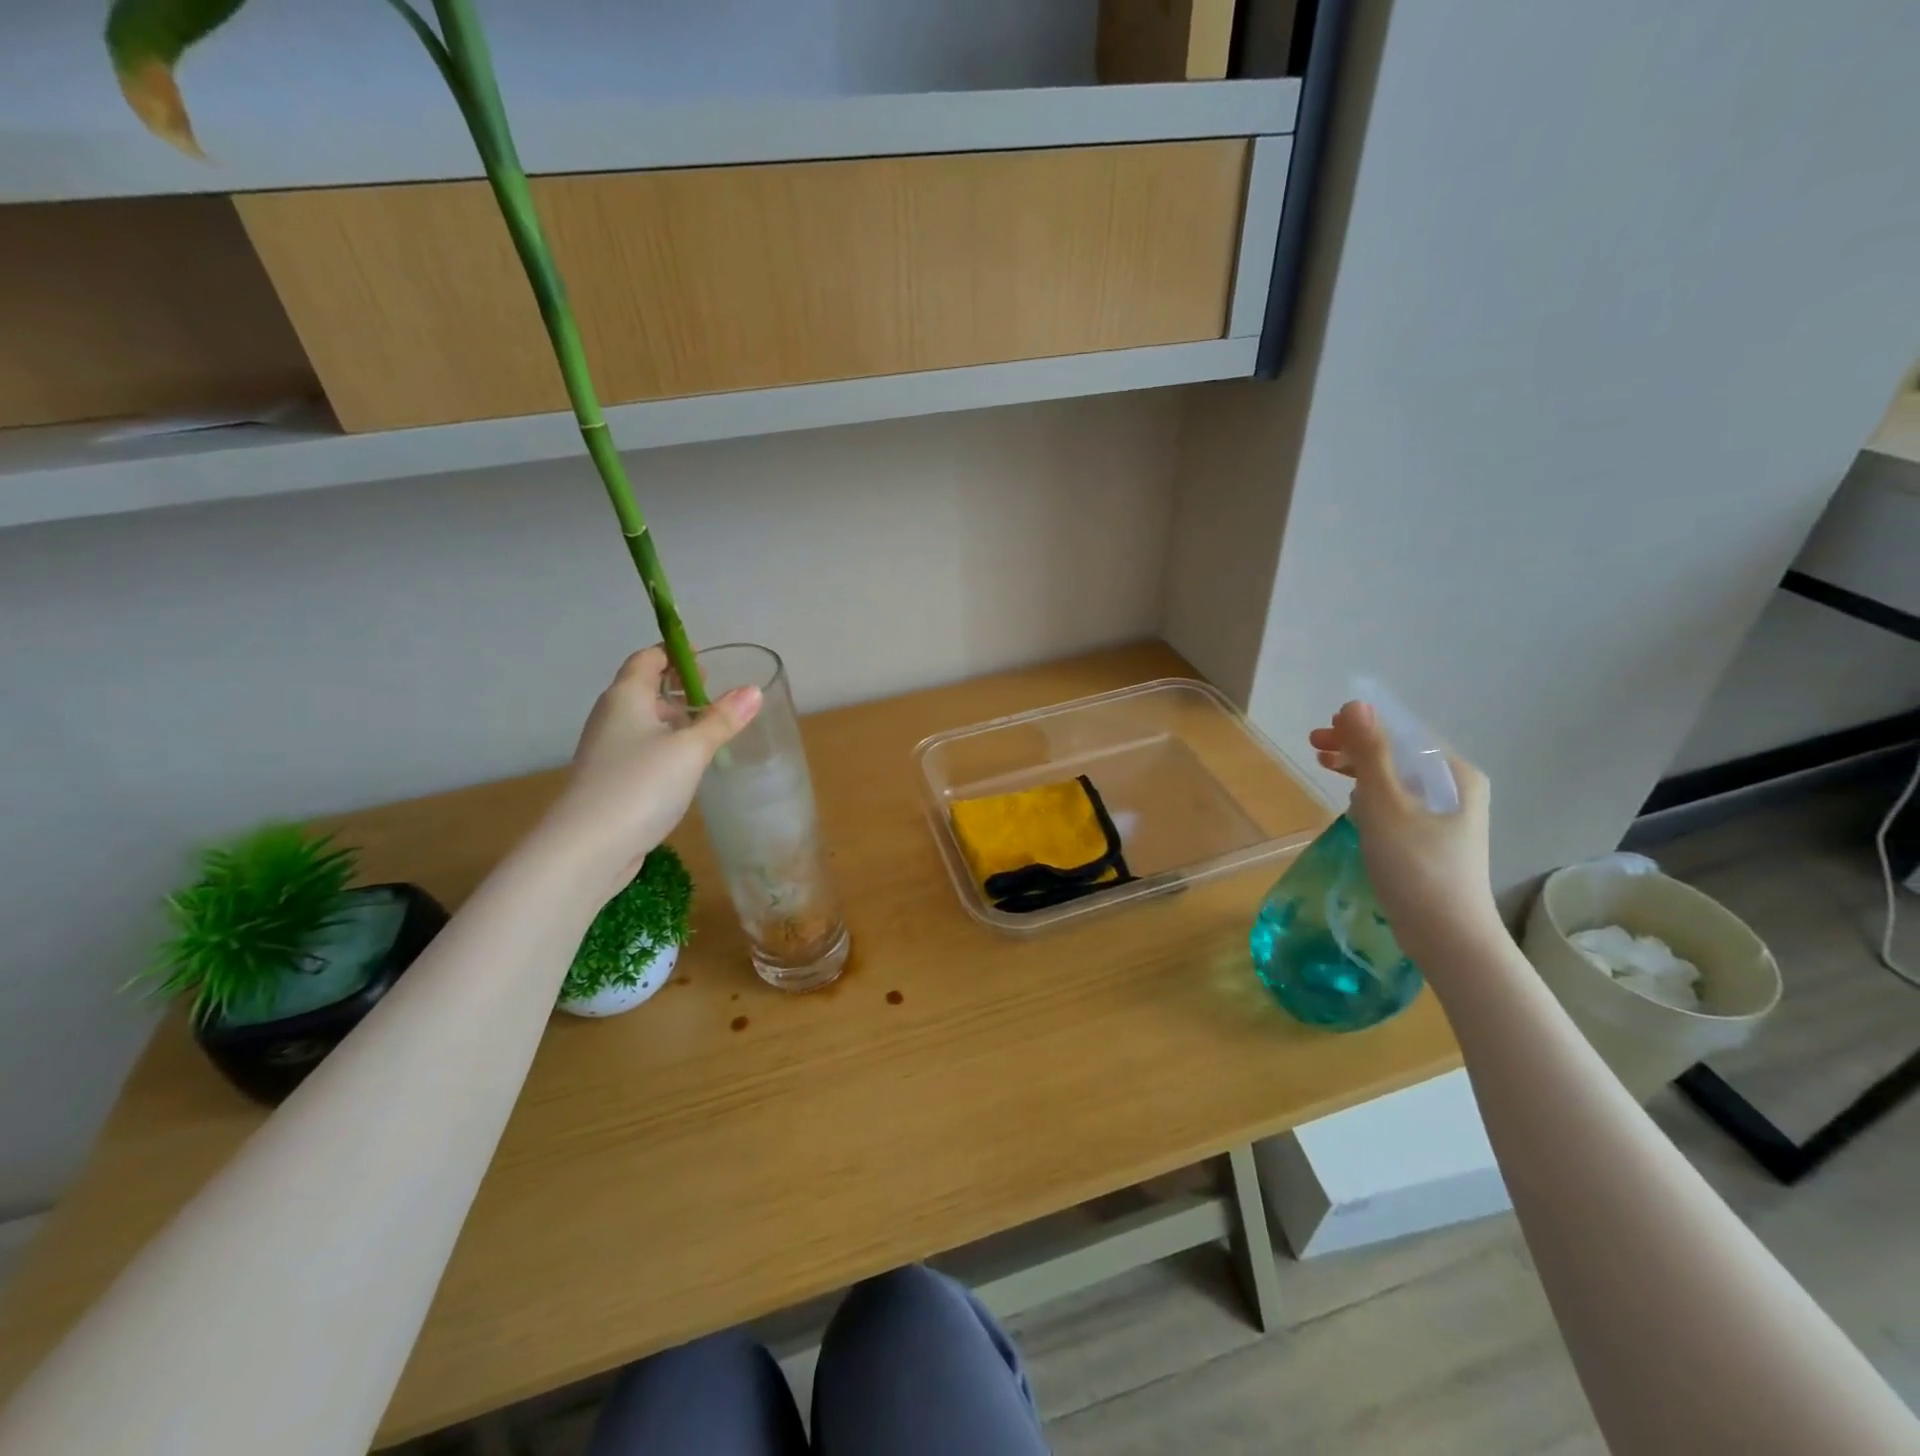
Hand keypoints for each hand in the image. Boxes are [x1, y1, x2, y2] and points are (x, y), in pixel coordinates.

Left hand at [543, 647, 760, 898]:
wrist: (588, 847)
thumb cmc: (640, 785)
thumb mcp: (691, 749)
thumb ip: (722, 720)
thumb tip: (753, 690)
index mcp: (626, 697)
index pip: (648, 658)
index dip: (675, 653)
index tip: (707, 660)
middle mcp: (612, 716)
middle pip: (645, 688)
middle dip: (679, 687)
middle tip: (716, 695)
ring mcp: (608, 750)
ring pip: (645, 722)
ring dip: (675, 720)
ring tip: (711, 729)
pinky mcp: (611, 780)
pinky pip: (642, 750)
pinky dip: (666, 747)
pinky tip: (690, 765)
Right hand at [1308, 702, 1498, 956]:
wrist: (1447, 934)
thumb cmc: (1415, 864)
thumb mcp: (1385, 802)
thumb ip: (1370, 752)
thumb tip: (1355, 704)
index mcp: (1455, 773)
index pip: (1404, 733)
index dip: (1362, 726)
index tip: (1322, 732)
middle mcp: (1458, 789)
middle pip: (1400, 754)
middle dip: (1357, 747)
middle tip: (1314, 749)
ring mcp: (1448, 817)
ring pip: (1397, 779)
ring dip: (1360, 770)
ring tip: (1326, 769)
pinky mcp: (1434, 841)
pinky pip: (1398, 803)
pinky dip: (1372, 795)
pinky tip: (1352, 804)